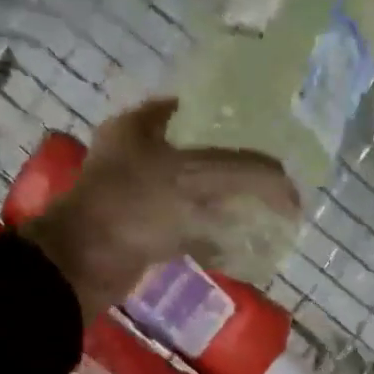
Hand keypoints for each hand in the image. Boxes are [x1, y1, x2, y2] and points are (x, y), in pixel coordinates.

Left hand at [21, 98, 297, 319]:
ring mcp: (135, 198)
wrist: (85, 264)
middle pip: (193, 154)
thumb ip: (246, 173)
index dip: (225, 118)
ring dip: (221, 204)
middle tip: (264, 178)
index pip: (188, 109)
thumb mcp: (195, 179)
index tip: (260, 134)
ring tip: (258, 211)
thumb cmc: (134, 206)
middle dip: (229, 167)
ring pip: (189, 194)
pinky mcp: (139, 234)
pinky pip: (183, 229)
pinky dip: (207, 235)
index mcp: (138, 127)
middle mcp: (134, 156)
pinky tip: (234, 243)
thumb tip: (289, 186)